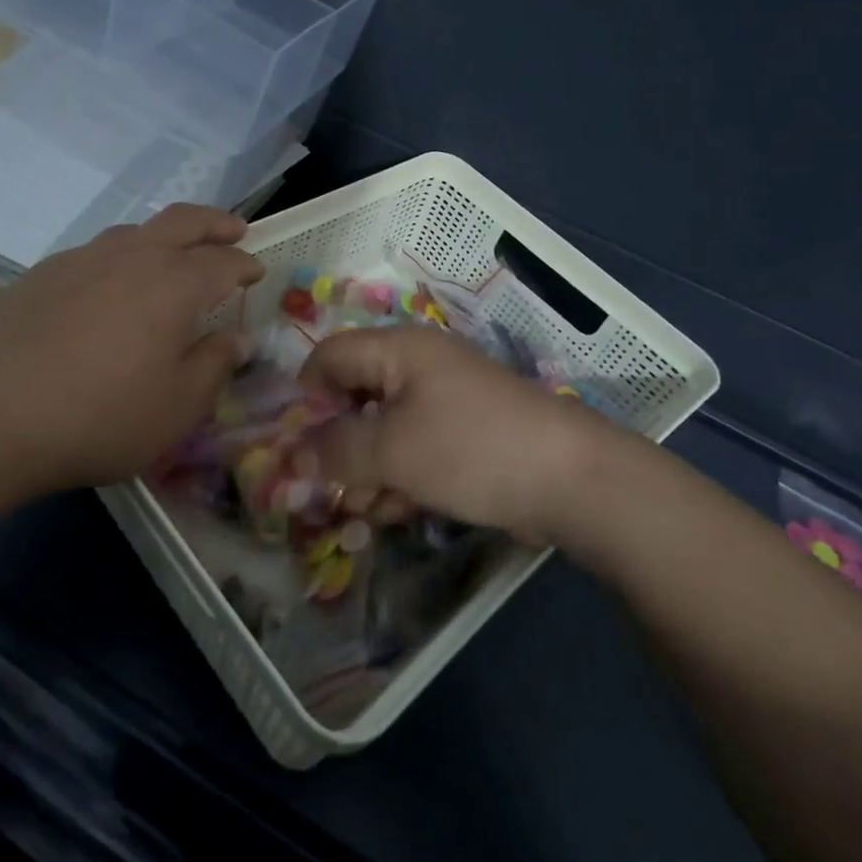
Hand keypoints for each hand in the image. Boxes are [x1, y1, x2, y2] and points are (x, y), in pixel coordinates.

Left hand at [0, 204, 263, 492]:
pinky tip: (111, 286)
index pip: (223, 261)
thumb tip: (238, 339)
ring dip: (165, 235)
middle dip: (215, 222)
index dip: (244, 264)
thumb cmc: (102, 416)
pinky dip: (121, 257)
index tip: (256, 272)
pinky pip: (96, 252)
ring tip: (173, 254)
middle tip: (234, 229)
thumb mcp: (178, 406)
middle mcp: (133, 257)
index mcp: (175, 284)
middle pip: (183, 221)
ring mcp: (84, 259)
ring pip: (136, 230)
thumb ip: (215, 365)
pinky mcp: (45, 273)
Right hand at [300, 327, 616, 543]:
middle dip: (336, 443)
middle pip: (355, 395)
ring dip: (366, 468)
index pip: (330, 356)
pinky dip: (399, 475)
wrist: (570, 479)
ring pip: (384, 427)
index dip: (304, 396)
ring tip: (363, 511)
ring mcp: (445, 400)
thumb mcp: (392, 451)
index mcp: (398, 350)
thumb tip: (291, 455)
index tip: (293, 445)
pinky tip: (395, 512)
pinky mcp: (464, 433)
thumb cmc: (470, 449)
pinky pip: (415, 446)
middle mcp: (418, 366)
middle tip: (323, 488)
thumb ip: (335, 450)